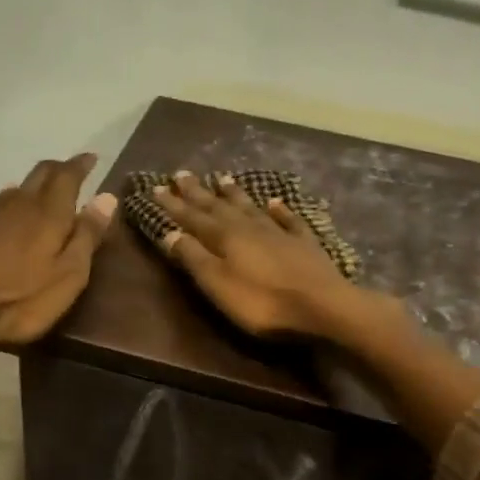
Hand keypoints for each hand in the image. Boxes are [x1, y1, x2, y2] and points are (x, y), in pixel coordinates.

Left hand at [0, 154, 117, 365]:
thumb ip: (87, 235)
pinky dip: (9, 208)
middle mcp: (16, 204)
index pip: (67, 175)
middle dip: (58, 169)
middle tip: (71, 172)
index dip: (81, 165)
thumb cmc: (19, 301)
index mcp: (47, 212)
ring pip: (14, 190)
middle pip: (39, 174)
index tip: (92, 158)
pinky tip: (7, 223)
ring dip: (32, 188)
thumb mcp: (68, 276)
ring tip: (41, 197)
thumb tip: (107, 197)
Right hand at [150, 171, 372, 340]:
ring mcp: (278, 233)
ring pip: (250, 208)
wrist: (322, 306)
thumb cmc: (262, 302)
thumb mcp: (217, 284)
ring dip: (234, 194)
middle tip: (182, 174)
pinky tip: (274, 202)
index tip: (157, 187)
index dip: (173, 204)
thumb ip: (193, 258)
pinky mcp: (304, 244)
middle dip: (197, 192)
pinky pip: (287, 220)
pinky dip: (279, 210)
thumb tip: (169, 232)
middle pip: (218, 206)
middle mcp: (249, 227)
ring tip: (222, 178)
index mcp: (224, 237)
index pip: (192, 217)